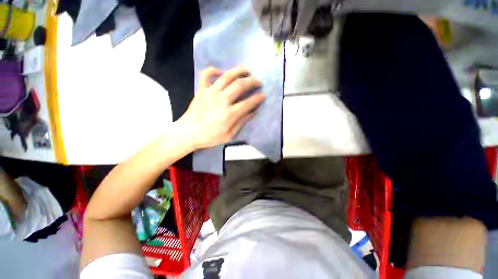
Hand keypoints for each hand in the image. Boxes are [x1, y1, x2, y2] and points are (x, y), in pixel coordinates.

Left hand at [177, 67, 264, 149]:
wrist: (187, 133)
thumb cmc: (209, 137)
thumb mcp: (229, 135)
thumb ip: (241, 122)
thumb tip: (253, 112)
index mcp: (229, 114)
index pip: (248, 103)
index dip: (258, 98)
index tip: (263, 95)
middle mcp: (221, 100)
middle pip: (240, 85)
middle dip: (252, 82)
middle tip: (258, 82)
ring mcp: (210, 92)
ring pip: (227, 76)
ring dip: (239, 71)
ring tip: (247, 71)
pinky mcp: (201, 90)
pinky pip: (206, 75)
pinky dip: (214, 70)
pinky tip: (221, 72)